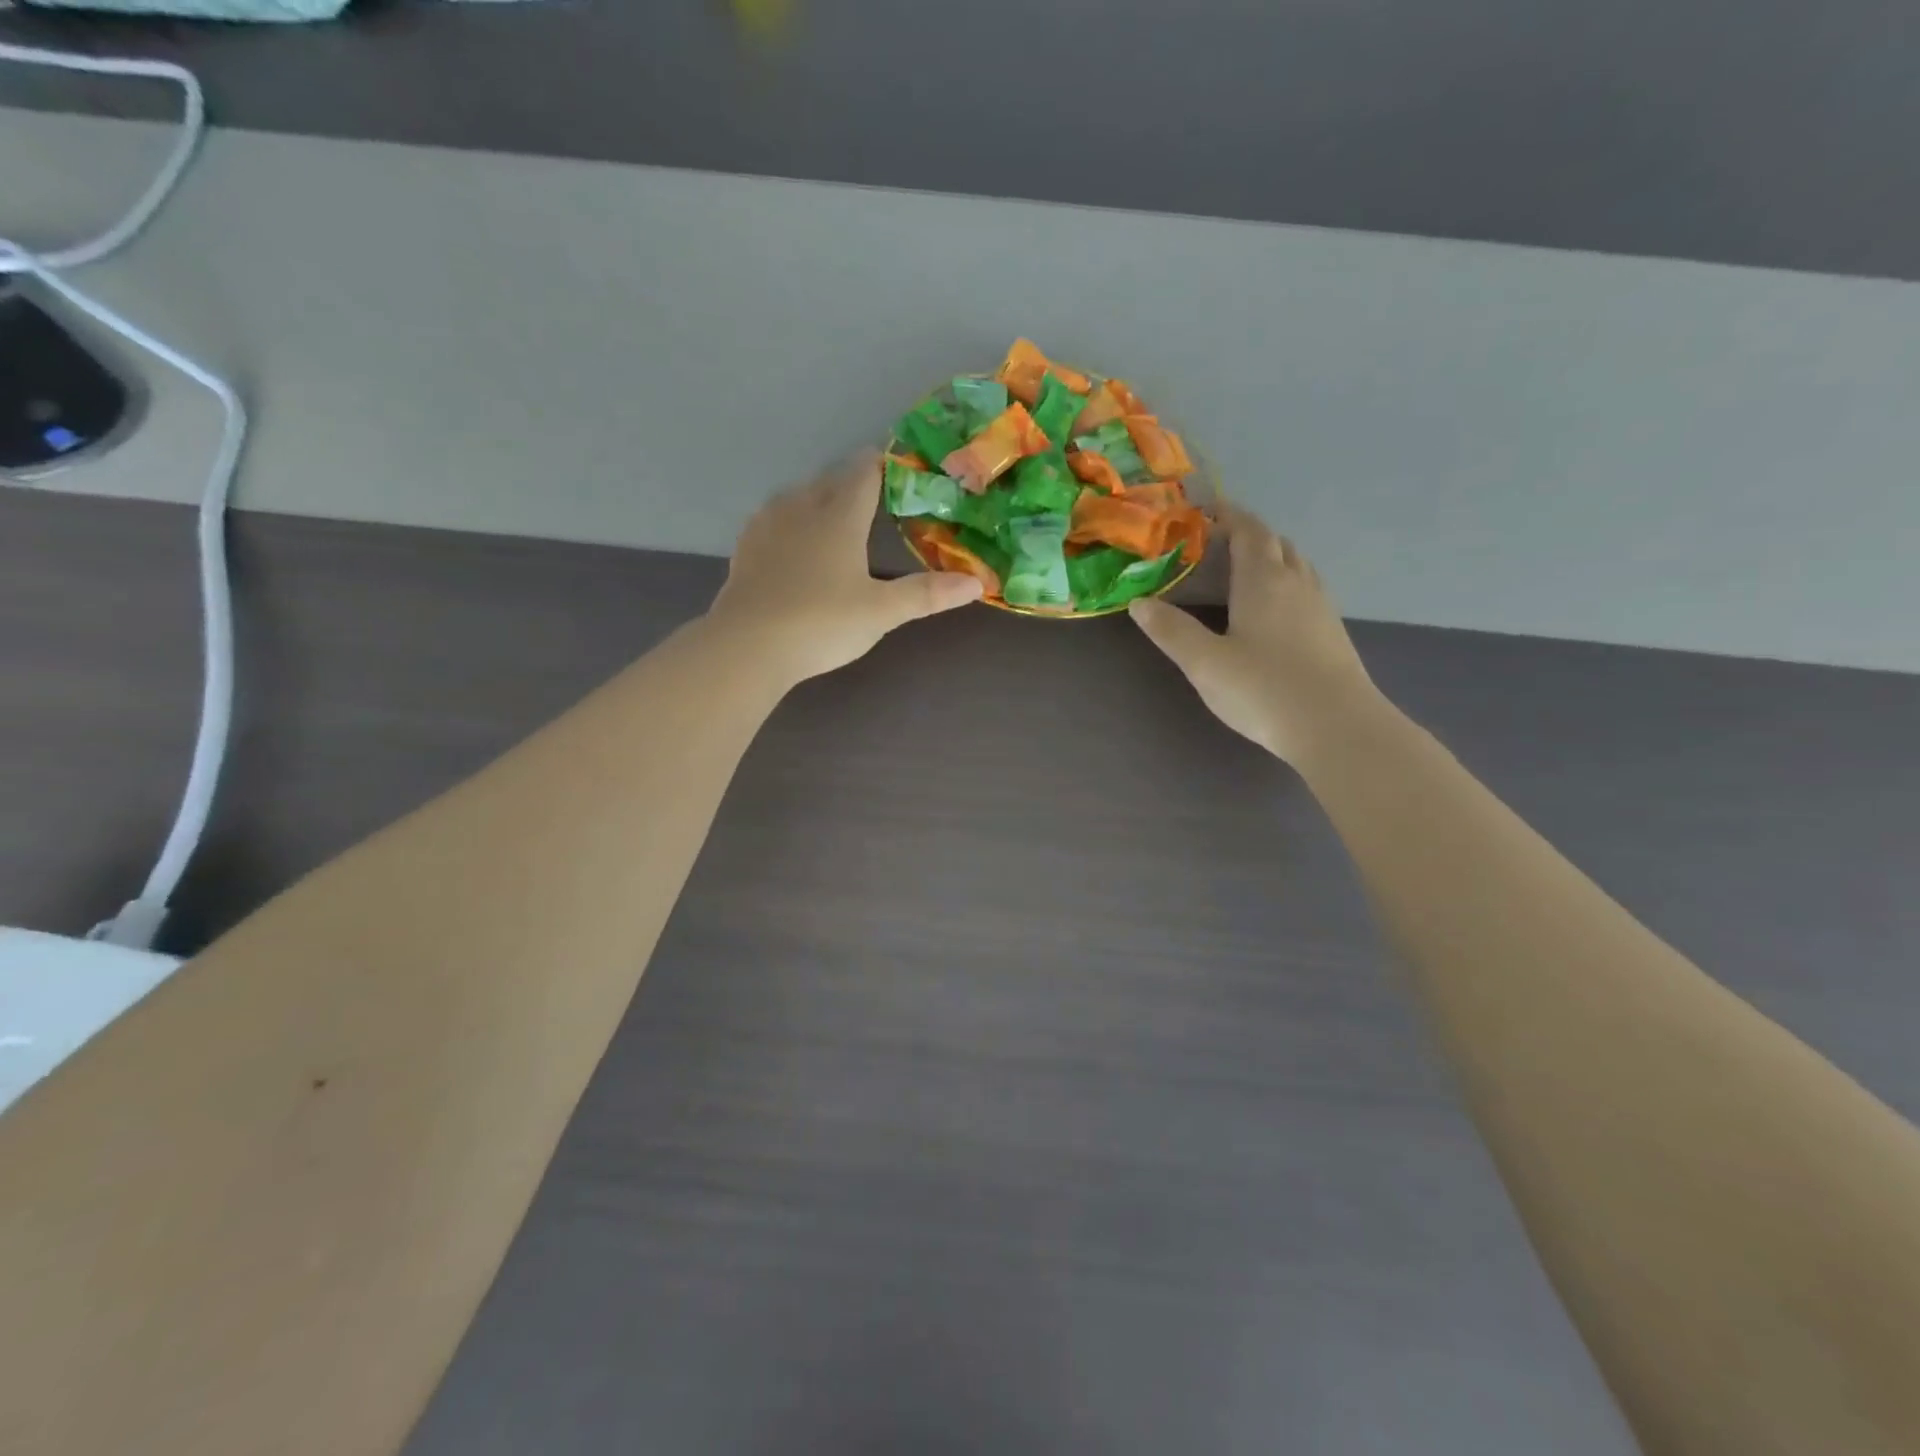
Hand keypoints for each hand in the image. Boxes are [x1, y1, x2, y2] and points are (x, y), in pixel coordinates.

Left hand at [706, 452, 983, 683]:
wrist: (747, 646)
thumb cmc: (821, 623)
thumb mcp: (881, 612)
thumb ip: (927, 594)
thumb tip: (978, 583)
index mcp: (839, 516)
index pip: (864, 473)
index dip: (883, 464)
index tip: (900, 464)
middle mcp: (801, 508)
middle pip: (830, 481)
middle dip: (853, 483)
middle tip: (875, 497)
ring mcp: (767, 525)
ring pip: (797, 496)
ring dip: (818, 498)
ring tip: (834, 515)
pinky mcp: (745, 548)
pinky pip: (772, 519)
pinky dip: (789, 521)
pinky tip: (791, 540)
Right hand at [1128, 505, 1378, 765]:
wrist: (1337, 728)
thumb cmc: (1264, 690)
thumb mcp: (1205, 663)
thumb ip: (1171, 631)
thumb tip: (1139, 602)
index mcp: (1263, 580)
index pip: (1248, 530)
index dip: (1227, 515)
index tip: (1203, 512)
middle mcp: (1296, 582)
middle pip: (1274, 543)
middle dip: (1246, 535)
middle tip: (1214, 546)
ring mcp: (1320, 606)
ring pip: (1295, 564)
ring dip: (1269, 557)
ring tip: (1240, 573)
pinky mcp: (1331, 632)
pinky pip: (1305, 589)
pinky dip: (1284, 583)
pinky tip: (1271, 612)